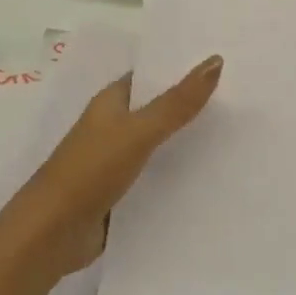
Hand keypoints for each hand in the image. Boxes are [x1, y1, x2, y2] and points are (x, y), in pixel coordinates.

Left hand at [0, 56, 222, 282]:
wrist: (51, 234)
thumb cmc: (90, 171)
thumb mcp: (138, 132)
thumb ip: (177, 102)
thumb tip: (216, 60)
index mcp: (111, 103)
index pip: (152, 76)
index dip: (183, 69)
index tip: (226, 64)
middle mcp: (113, 128)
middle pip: (160, 111)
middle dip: (194, 107)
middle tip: (244, 101)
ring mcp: (116, 162)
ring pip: (161, 146)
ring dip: (190, 144)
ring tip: (239, 137)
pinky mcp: (122, 194)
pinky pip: (158, 178)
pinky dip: (180, 177)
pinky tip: (213, 178)